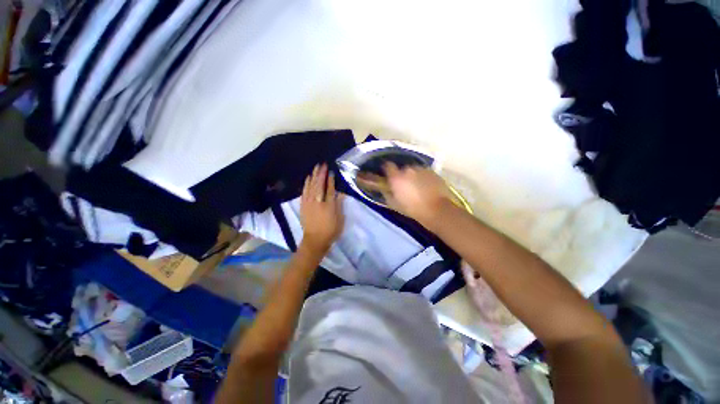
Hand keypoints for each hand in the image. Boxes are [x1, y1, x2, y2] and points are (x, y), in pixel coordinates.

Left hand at [300, 164, 344, 254]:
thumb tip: (340, 193)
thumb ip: (339, 205)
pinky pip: (304, 192)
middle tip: (322, 164)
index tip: (331, 171)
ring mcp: (309, 204)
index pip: (330, 190)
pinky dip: (306, 184)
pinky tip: (308, 178)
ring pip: (311, 187)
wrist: (315, 240)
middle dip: (321, 174)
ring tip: (315, 167)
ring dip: (313, 176)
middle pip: (319, 185)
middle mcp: (318, 202)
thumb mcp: (339, 219)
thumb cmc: (331, 231)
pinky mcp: (303, 206)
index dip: (331, 180)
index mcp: (329, 206)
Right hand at [357, 163, 451, 225]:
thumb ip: (387, 193)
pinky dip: (423, 177)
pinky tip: (426, 187)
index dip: (387, 169)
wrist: (436, 210)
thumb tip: (384, 188)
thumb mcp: (394, 204)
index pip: (387, 165)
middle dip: (402, 175)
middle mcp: (408, 170)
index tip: (388, 174)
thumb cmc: (412, 209)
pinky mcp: (433, 172)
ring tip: (417, 187)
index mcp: (396, 177)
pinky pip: (424, 172)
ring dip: (413, 176)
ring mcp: (422, 169)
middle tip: (405, 185)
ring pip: (414, 170)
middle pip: (402, 169)